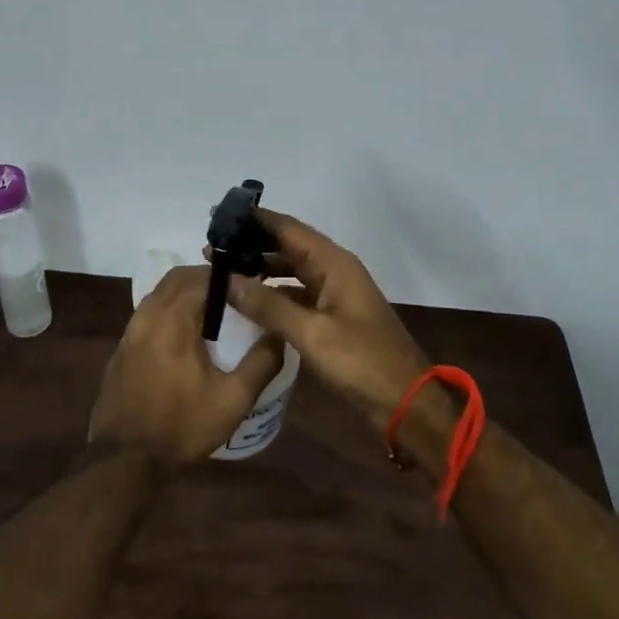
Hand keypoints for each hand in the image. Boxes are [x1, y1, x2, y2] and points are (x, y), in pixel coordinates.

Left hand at [88, 267, 284, 467]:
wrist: (125, 459)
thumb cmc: (182, 426)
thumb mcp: (233, 400)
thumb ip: (261, 362)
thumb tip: (279, 333)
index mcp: (173, 319)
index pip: (202, 277)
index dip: (228, 277)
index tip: (250, 286)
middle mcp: (148, 315)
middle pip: (178, 278)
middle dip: (207, 279)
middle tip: (234, 296)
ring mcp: (130, 330)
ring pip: (160, 293)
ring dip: (186, 294)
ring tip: (213, 315)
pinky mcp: (122, 347)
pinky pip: (148, 313)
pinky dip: (169, 311)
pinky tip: (185, 338)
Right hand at [226, 210, 431, 430]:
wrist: (406, 402)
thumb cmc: (361, 362)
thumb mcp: (311, 334)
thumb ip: (268, 305)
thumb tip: (227, 280)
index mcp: (334, 263)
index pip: (288, 229)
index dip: (255, 220)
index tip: (220, 216)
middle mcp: (334, 269)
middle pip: (288, 246)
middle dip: (252, 245)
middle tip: (212, 249)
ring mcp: (334, 292)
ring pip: (291, 269)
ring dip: (261, 268)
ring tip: (223, 272)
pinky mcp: (332, 315)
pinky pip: (297, 293)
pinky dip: (273, 292)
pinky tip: (249, 301)